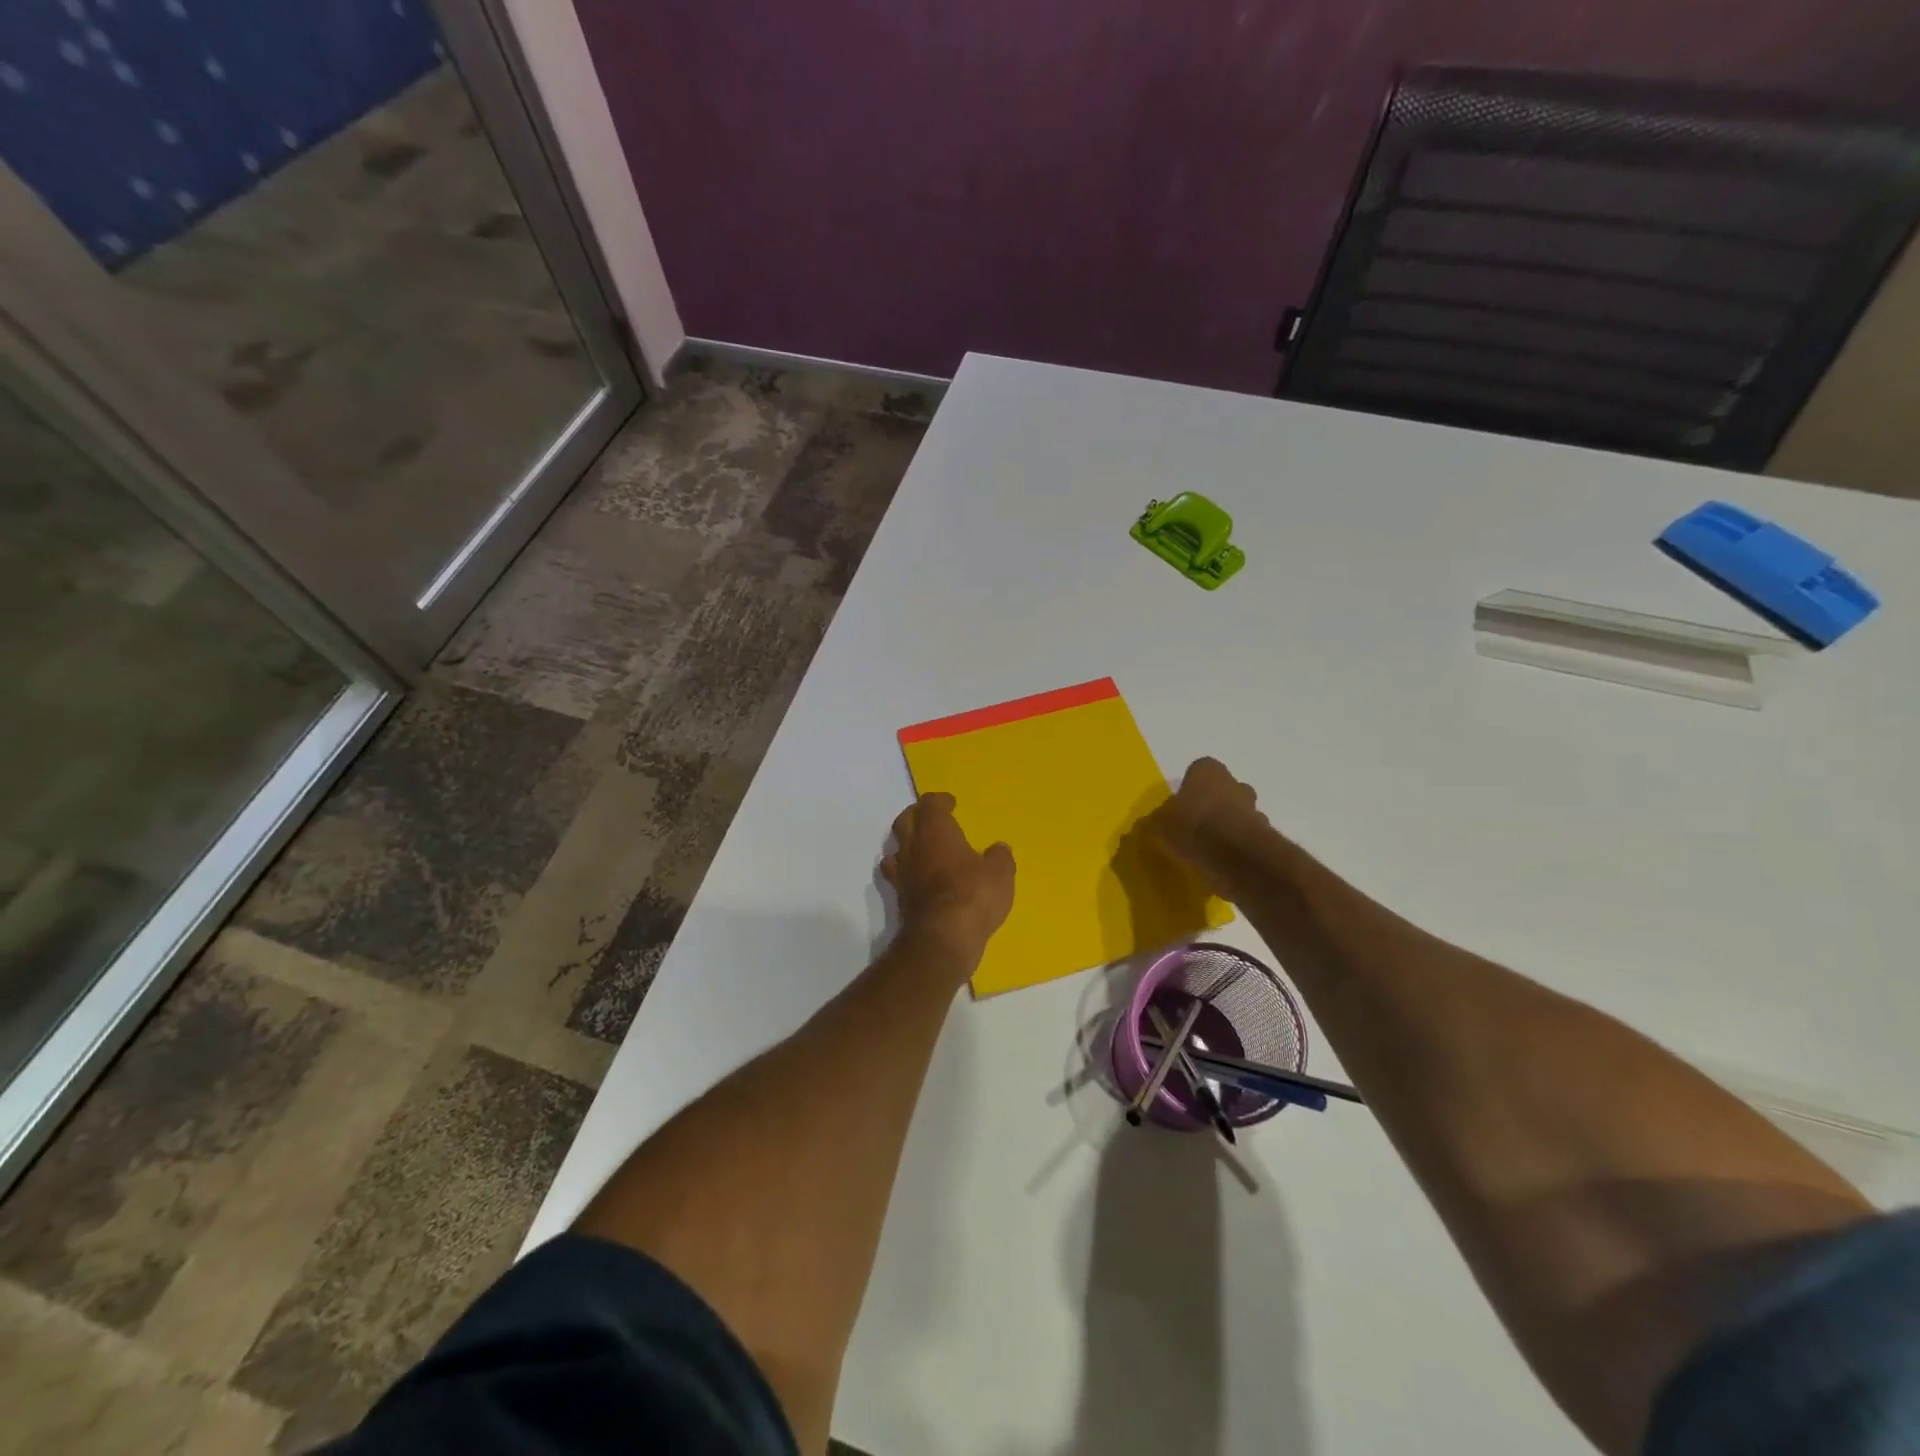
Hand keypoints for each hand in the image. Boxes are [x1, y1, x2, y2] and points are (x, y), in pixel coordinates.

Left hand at [882, 793, 1015, 960]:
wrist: (942, 939)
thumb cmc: (973, 895)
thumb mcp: (1000, 873)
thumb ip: (999, 857)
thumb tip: (998, 849)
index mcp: (936, 831)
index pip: (929, 804)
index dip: (940, 801)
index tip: (951, 804)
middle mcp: (913, 847)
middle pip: (905, 821)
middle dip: (918, 816)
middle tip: (933, 820)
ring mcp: (902, 873)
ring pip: (896, 848)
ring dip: (907, 844)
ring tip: (923, 848)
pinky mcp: (900, 899)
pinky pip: (898, 876)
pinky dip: (907, 872)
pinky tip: (920, 879)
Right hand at [1141, 758, 1278, 901]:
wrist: (1235, 857)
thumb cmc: (1192, 827)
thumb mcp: (1159, 825)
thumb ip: (1157, 821)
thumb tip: (1152, 823)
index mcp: (1208, 772)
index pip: (1199, 769)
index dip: (1190, 787)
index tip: (1180, 805)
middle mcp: (1235, 784)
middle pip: (1225, 790)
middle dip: (1214, 804)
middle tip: (1195, 825)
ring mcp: (1254, 810)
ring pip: (1240, 814)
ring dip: (1228, 827)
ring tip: (1208, 848)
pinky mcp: (1265, 837)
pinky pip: (1247, 839)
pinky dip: (1237, 848)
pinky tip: (1221, 863)